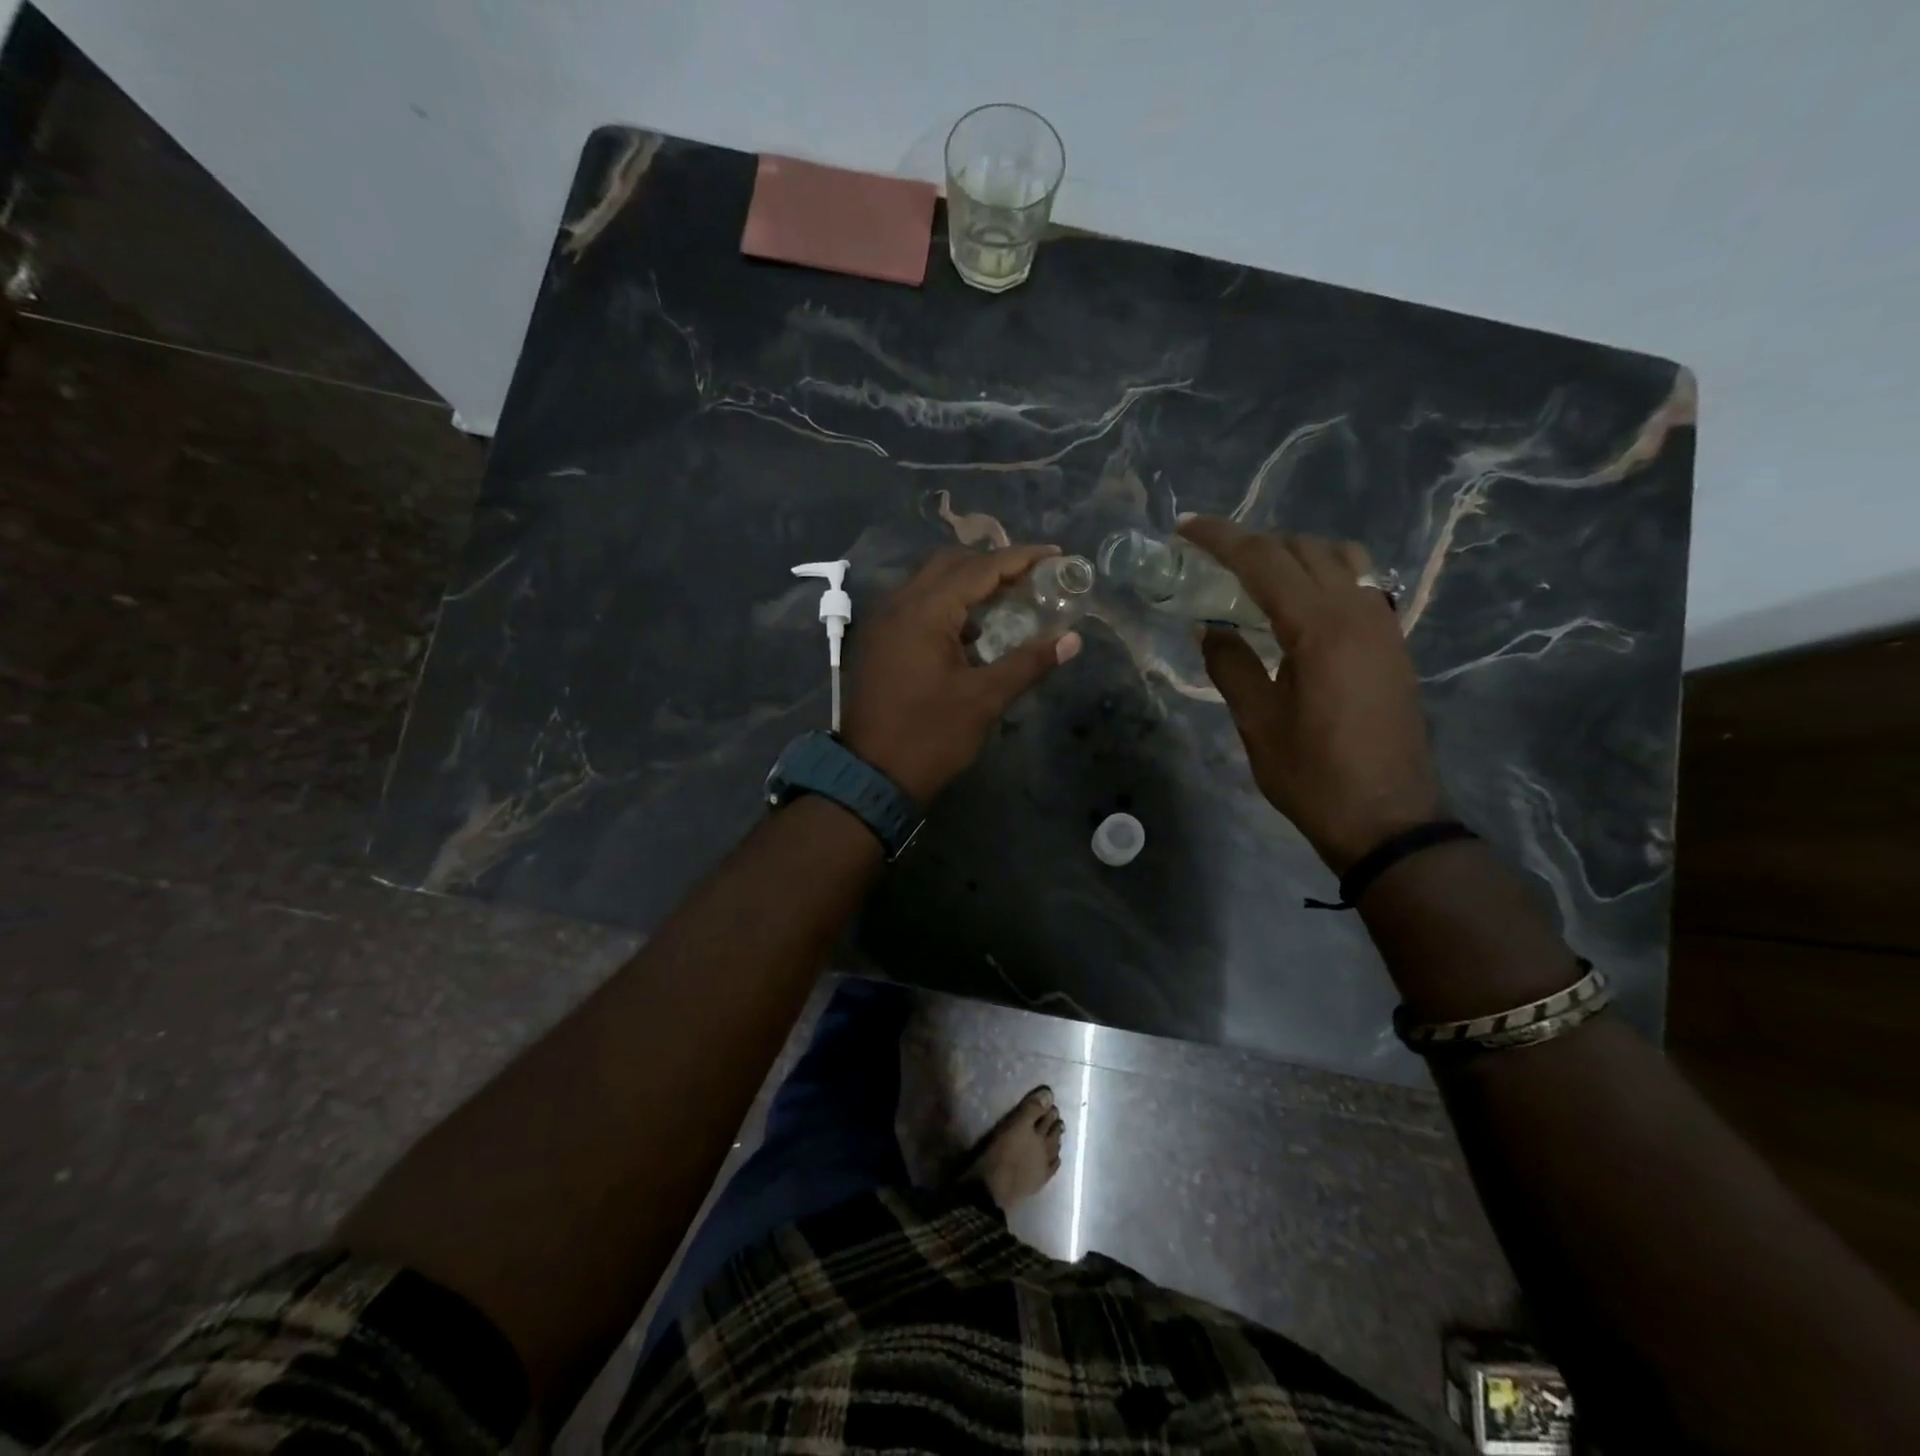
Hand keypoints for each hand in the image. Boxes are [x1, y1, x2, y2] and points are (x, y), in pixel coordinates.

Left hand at [842, 545, 1082, 801]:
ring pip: (930, 583)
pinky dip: (947, 604)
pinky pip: (917, 605)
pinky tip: (972, 629)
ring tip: (1008, 596)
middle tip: (1031, 575)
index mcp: (925, 610)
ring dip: (968, 582)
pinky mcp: (880, 642)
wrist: (871, 775)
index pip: (980, 568)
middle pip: (951, 564)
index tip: (1055, 554)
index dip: (1021, 557)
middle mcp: (900, 604)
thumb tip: (1071, 639)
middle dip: (993, 564)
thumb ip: (1028, 662)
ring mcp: (884, 622)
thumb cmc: (930, 736)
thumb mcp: (984, 699)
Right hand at [1179, 517, 1442, 872]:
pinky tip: (1297, 604)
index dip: (1221, 539)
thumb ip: (1230, 664)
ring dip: (1293, 554)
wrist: (1387, 817)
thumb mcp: (1256, 721)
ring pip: (1340, 558)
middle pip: (1303, 549)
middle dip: (1254, 542)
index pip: (1264, 561)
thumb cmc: (1312, 774)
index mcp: (1319, 628)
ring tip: (1255, 576)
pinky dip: (1322, 575)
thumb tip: (1210, 627)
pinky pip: (1358, 583)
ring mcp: (1383, 624)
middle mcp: (1358, 611)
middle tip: (1211, 559)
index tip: (1185, 527)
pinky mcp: (1393, 642)